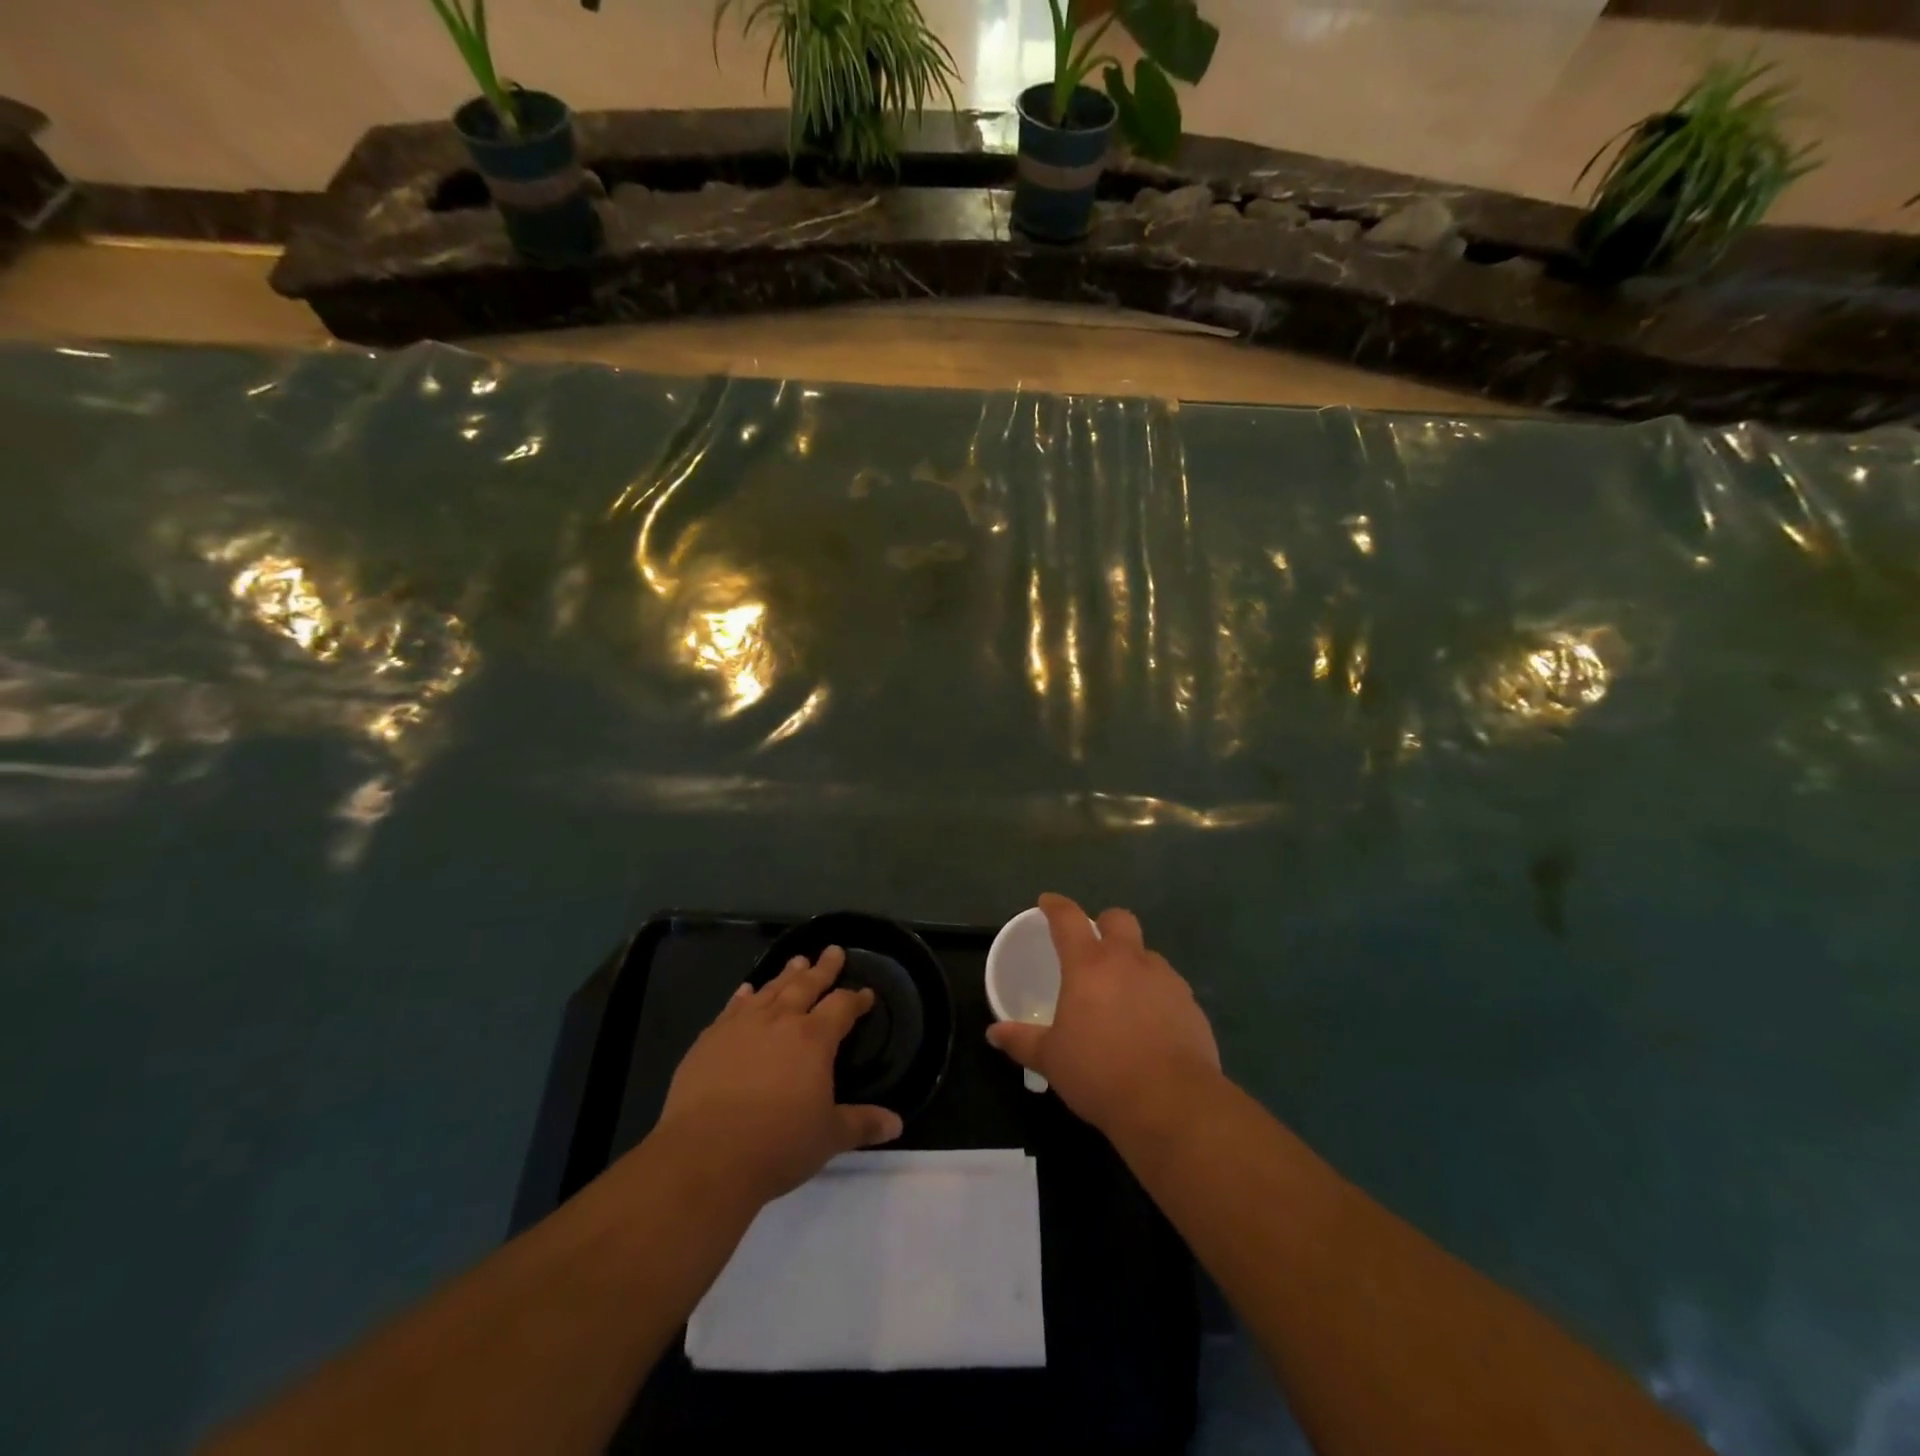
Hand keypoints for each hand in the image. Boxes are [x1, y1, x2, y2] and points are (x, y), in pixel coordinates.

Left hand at [655, 947, 902, 1205]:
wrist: (705, 1155)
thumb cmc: (777, 1145)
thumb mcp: (828, 1137)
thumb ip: (862, 1124)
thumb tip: (897, 1124)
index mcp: (814, 1039)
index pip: (842, 1007)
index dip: (856, 999)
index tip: (866, 993)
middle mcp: (780, 1021)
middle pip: (806, 985)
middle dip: (823, 969)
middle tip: (833, 950)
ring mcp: (741, 1026)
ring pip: (770, 989)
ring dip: (786, 974)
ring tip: (797, 960)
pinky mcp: (710, 1039)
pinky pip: (732, 1007)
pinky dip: (744, 996)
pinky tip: (747, 990)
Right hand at [987, 893, 1220, 1136]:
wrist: (1171, 1102)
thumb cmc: (1100, 1072)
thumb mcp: (1051, 1059)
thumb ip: (1022, 1041)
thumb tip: (993, 1034)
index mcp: (1089, 964)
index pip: (1068, 918)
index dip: (1056, 906)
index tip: (1047, 902)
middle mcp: (1129, 961)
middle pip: (1119, 919)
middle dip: (1104, 923)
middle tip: (1093, 946)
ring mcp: (1165, 980)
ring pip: (1147, 954)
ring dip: (1133, 963)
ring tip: (1122, 994)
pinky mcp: (1191, 1005)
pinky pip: (1169, 987)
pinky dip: (1156, 995)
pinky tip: (1150, 1025)